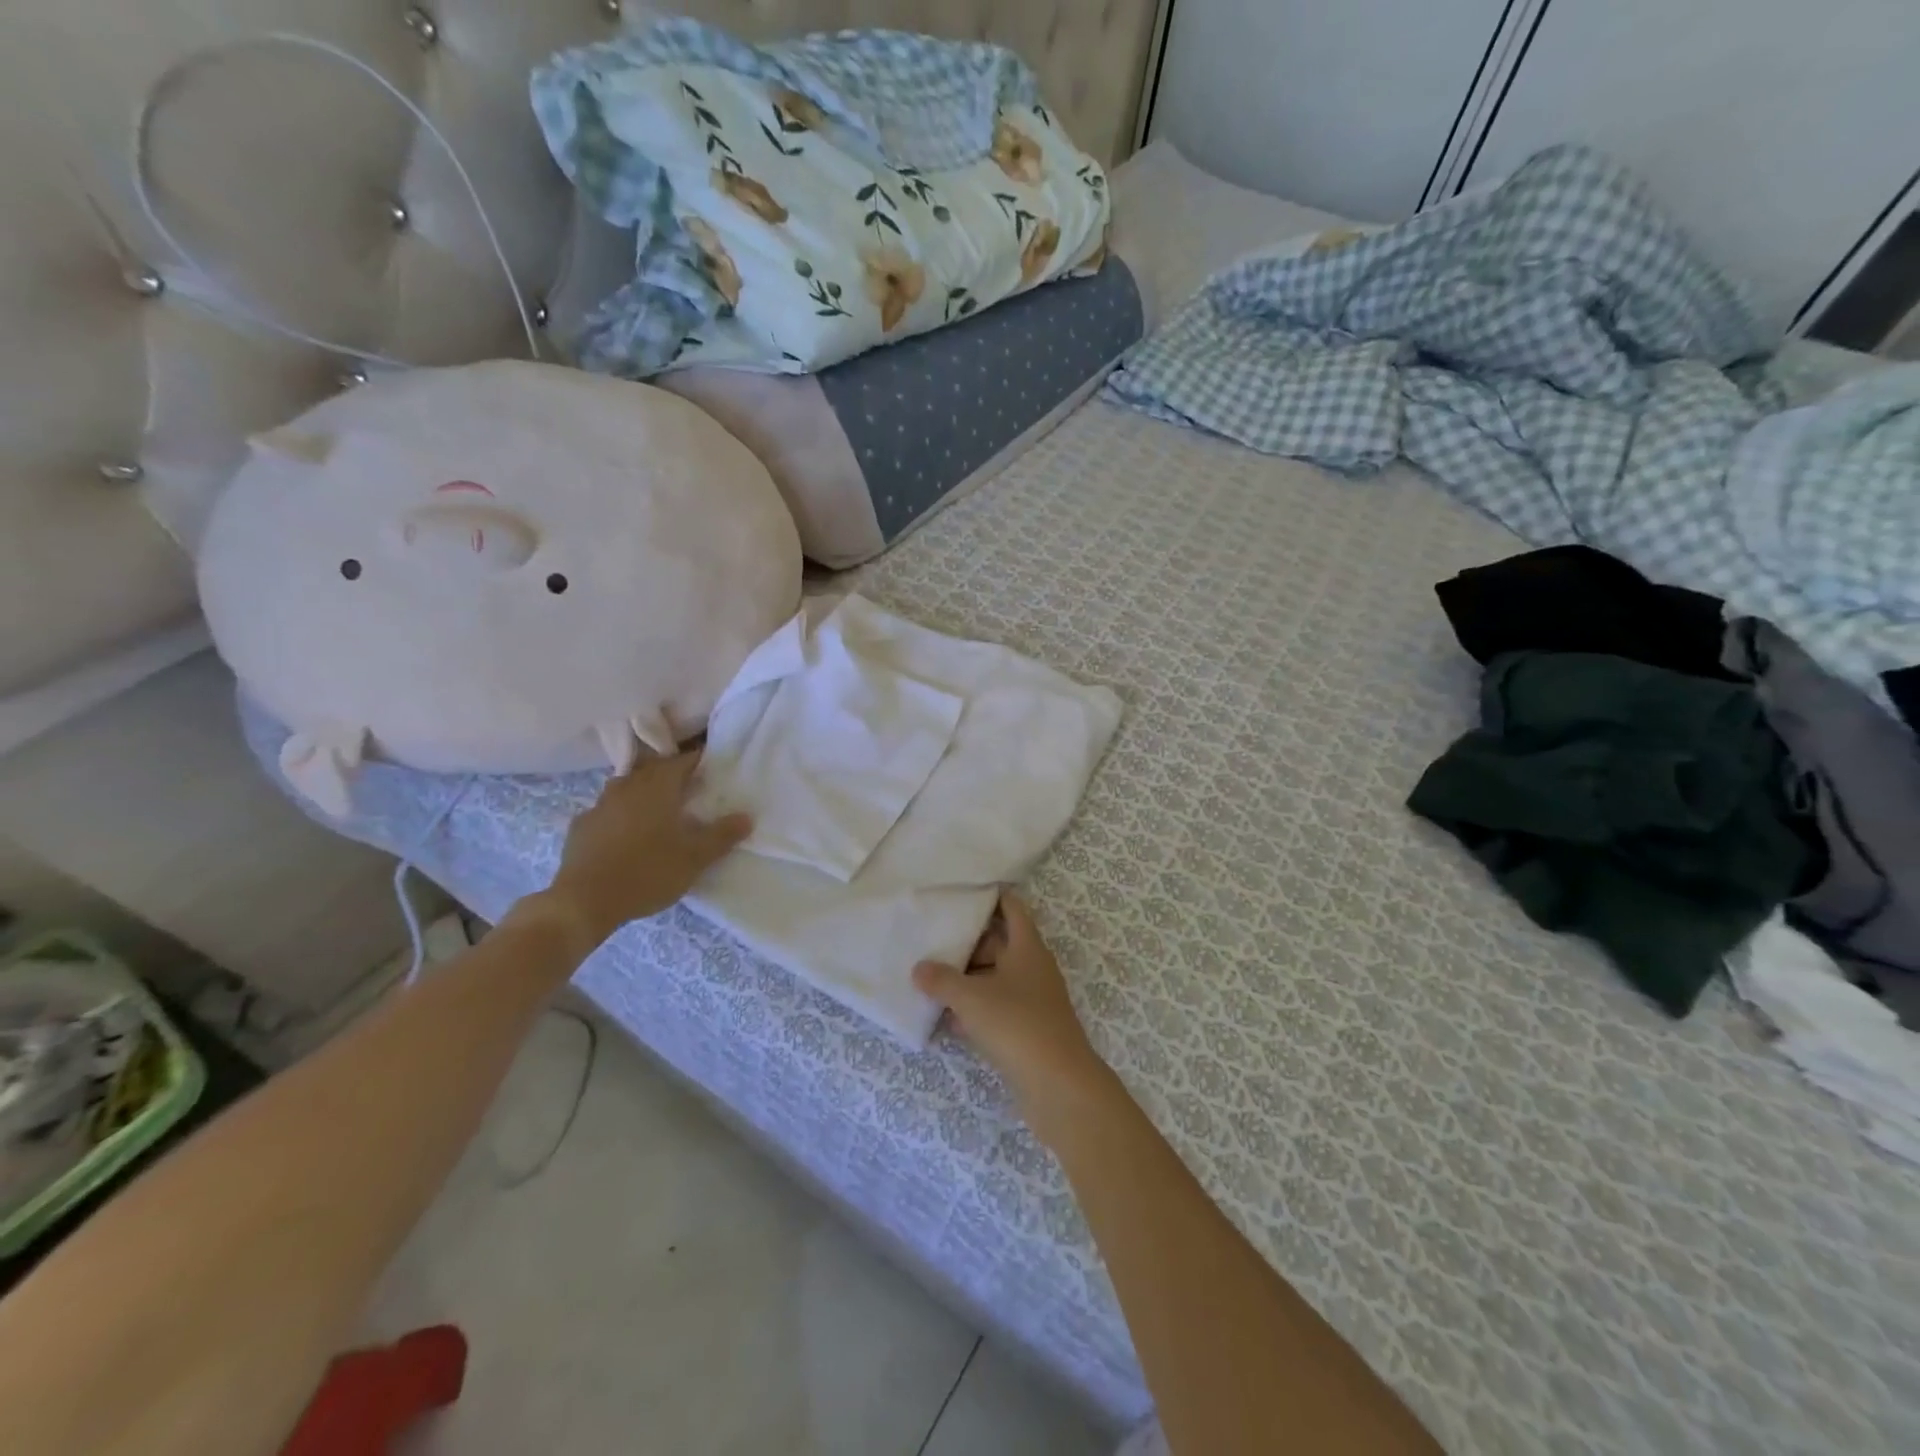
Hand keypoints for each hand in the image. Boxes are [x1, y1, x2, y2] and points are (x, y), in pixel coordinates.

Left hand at [537, 751, 750, 952]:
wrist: (584, 901)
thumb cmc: (648, 872)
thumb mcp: (695, 858)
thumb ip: (722, 835)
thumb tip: (746, 816)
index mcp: (657, 787)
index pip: (682, 761)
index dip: (698, 761)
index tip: (711, 766)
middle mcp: (627, 787)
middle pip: (652, 770)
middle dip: (670, 774)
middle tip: (689, 787)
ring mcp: (599, 805)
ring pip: (626, 787)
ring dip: (642, 791)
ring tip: (657, 807)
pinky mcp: (581, 827)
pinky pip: (606, 811)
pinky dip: (619, 814)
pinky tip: (624, 832)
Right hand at [913, 891, 1109, 1120]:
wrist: (1058, 1086)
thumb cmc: (1017, 1025)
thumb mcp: (972, 998)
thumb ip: (942, 980)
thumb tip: (919, 968)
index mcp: (1027, 948)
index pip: (1011, 909)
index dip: (991, 897)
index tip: (962, 890)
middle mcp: (1032, 969)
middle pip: (999, 944)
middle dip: (968, 942)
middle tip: (933, 936)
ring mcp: (1031, 1002)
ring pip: (994, 979)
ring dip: (967, 979)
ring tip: (930, 975)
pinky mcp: (1025, 1031)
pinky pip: (994, 1010)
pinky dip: (973, 1011)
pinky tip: (945, 1018)